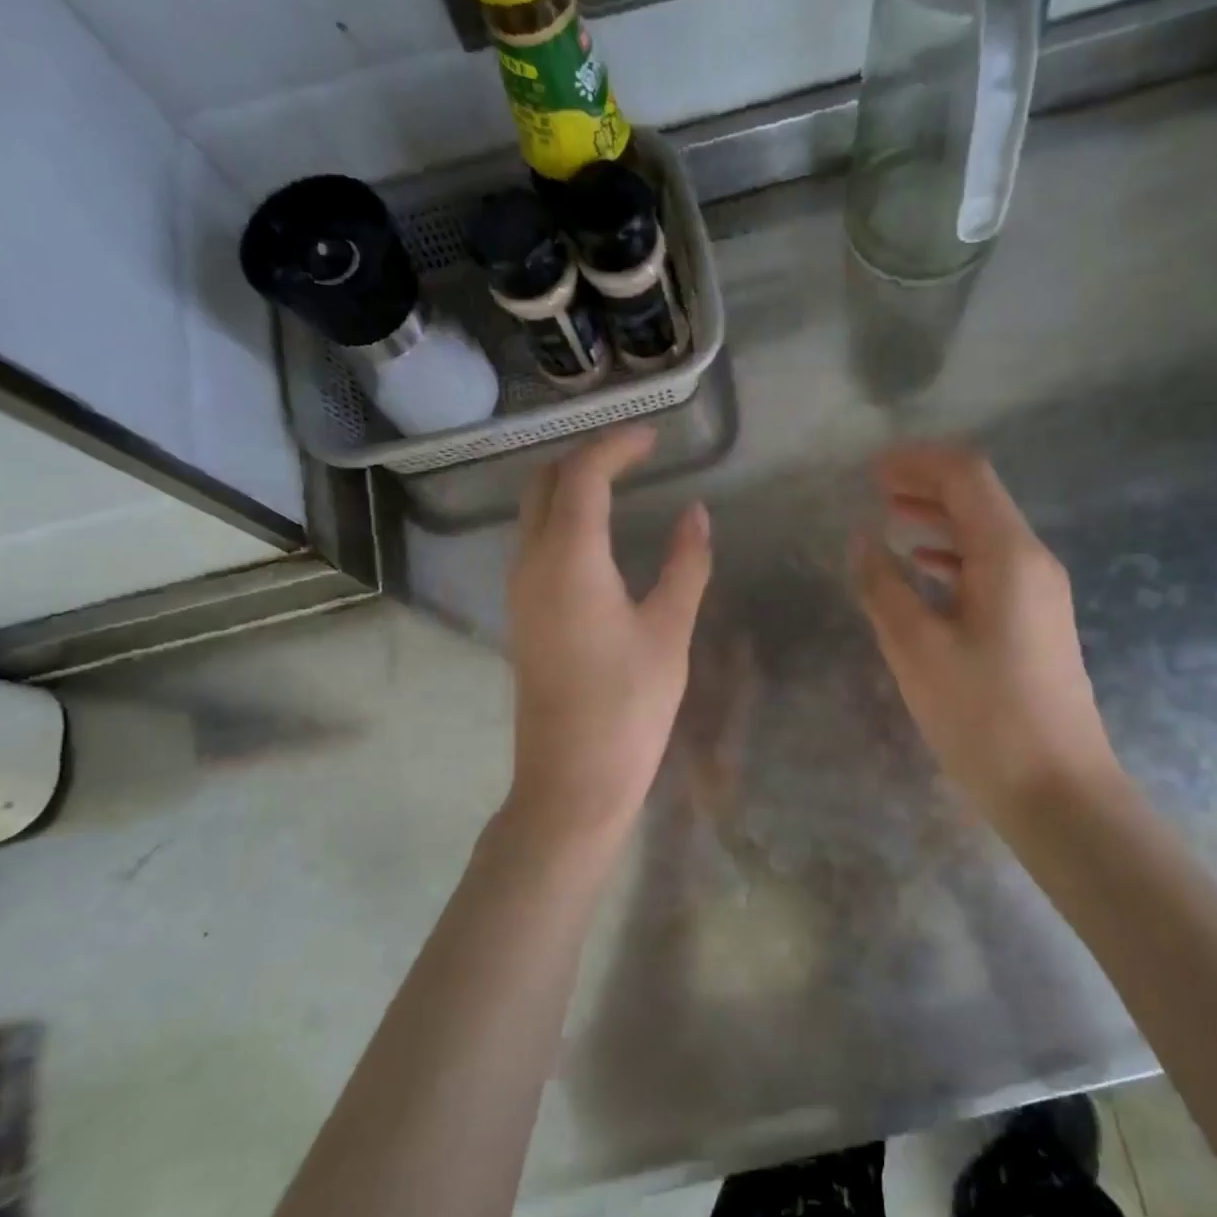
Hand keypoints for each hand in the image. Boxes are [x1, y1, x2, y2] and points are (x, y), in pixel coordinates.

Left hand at [505, 425, 711, 848]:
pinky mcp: (521, 616)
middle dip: (585, 456)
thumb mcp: (669, 630)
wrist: (572, 779)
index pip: (583, 475)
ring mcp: (519, 591)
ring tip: (619, 484)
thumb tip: (696, 514)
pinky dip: (561, 518)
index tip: (655, 437)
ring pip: (531, 512)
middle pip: (544, 483)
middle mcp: (531, 563)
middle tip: (635, 455)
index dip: (618, 445)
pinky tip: (596, 535)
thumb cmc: (629, 705)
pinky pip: (532, 543)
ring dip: (568, 485)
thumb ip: (685, 564)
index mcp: (569, 559)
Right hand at [852, 444, 1121, 833]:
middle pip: (979, 498)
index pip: (966, 476)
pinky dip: (953, 556)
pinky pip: (991, 568)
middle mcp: (1032, 561)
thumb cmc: (982, 716)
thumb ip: (883, 586)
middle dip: (926, 484)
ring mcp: (1040, 592)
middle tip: (874, 488)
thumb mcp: (916, 649)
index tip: (870, 469)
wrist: (1056, 788)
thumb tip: (862, 539)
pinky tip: (923, 571)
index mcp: (1008, 555)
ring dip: (938, 519)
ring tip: (890, 521)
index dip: (917, 462)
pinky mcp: (1037, 622)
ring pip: (985, 533)